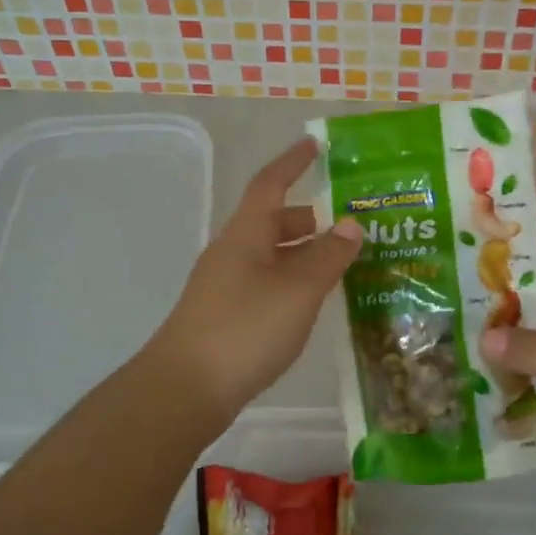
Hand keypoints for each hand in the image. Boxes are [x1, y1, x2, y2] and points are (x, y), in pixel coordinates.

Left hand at [147, 138, 360, 422]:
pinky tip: (311, 303)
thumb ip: (327, 256)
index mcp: (246, 234)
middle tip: (349, 226)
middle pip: (273, 222)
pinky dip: (292, 281)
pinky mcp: (225, 316)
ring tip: (340, 265)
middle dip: (309, 218)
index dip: (292, 162)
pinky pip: (266, 283)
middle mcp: (232, 252)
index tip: (313, 145)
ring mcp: (225, 285)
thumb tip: (350, 224)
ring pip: (271, 256)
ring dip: (303, 254)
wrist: (185, 389)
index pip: (270, 184)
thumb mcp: (298, 289)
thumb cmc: (245, 328)